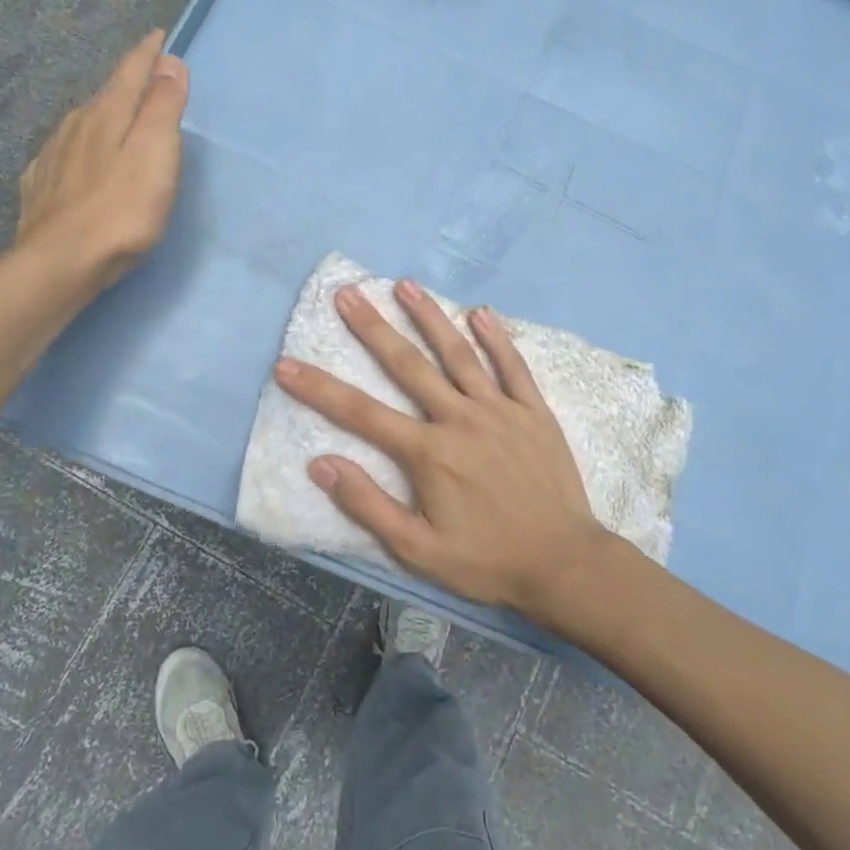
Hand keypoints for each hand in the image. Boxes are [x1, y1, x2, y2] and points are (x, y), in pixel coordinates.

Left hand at [15, 29, 188, 298]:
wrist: (61, 263)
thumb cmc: (122, 209)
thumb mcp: (155, 153)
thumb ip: (163, 107)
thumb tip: (169, 62)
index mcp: (106, 114)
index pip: (130, 71)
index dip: (147, 53)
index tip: (158, 34)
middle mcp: (75, 126)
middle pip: (106, 94)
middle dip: (127, 82)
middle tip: (146, 76)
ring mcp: (53, 156)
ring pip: (83, 123)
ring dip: (104, 114)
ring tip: (118, 116)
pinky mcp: (42, 187)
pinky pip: (66, 152)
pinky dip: (82, 146)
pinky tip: (82, 159)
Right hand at [273, 280, 612, 617]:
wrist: (563, 563)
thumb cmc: (486, 561)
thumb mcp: (417, 550)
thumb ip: (368, 505)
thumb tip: (320, 464)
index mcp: (428, 452)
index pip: (361, 413)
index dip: (319, 389)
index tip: (287, 364)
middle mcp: (459, 419)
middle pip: (407, 366)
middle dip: (372, 328)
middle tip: (347, 294)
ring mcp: (499, 410)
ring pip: (458, 354)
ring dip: (430, 317)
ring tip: (405, 285)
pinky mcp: (533, 411)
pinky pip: (513, 366)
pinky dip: (496, 338)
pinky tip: (480, 312)